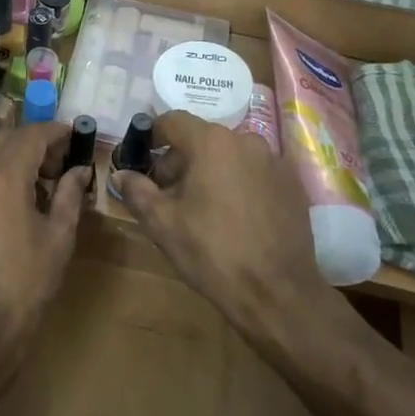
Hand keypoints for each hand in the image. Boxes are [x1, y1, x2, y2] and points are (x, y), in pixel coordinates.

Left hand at [0, 123, 90, 369]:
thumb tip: (79, 170)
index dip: (54, 131)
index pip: (30, 135)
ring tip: (26, 192)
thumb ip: (68, 196)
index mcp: (2, 177)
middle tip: (52, 165)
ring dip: (3, 165)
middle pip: (0, 140)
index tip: (71, 135)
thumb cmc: (23, 287)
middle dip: (28, 144)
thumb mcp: (57, 240)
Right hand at [112, 112, 328, 339]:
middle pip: (202, 139)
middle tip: (169, 194)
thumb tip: (121, 174)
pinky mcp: (293, 184)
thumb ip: (137, 191)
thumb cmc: (212, 253)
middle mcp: (246, 141)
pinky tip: (236, 218)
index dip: (152, 137)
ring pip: (231, 156)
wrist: (277, 294)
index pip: (173, 121)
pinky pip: (255, 173)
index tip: (143, 160)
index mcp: (212, 143)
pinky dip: (240, 184)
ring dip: (211, 172)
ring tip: (203, 209)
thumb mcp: (162, 224)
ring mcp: (274, 161)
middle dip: (181, 160)